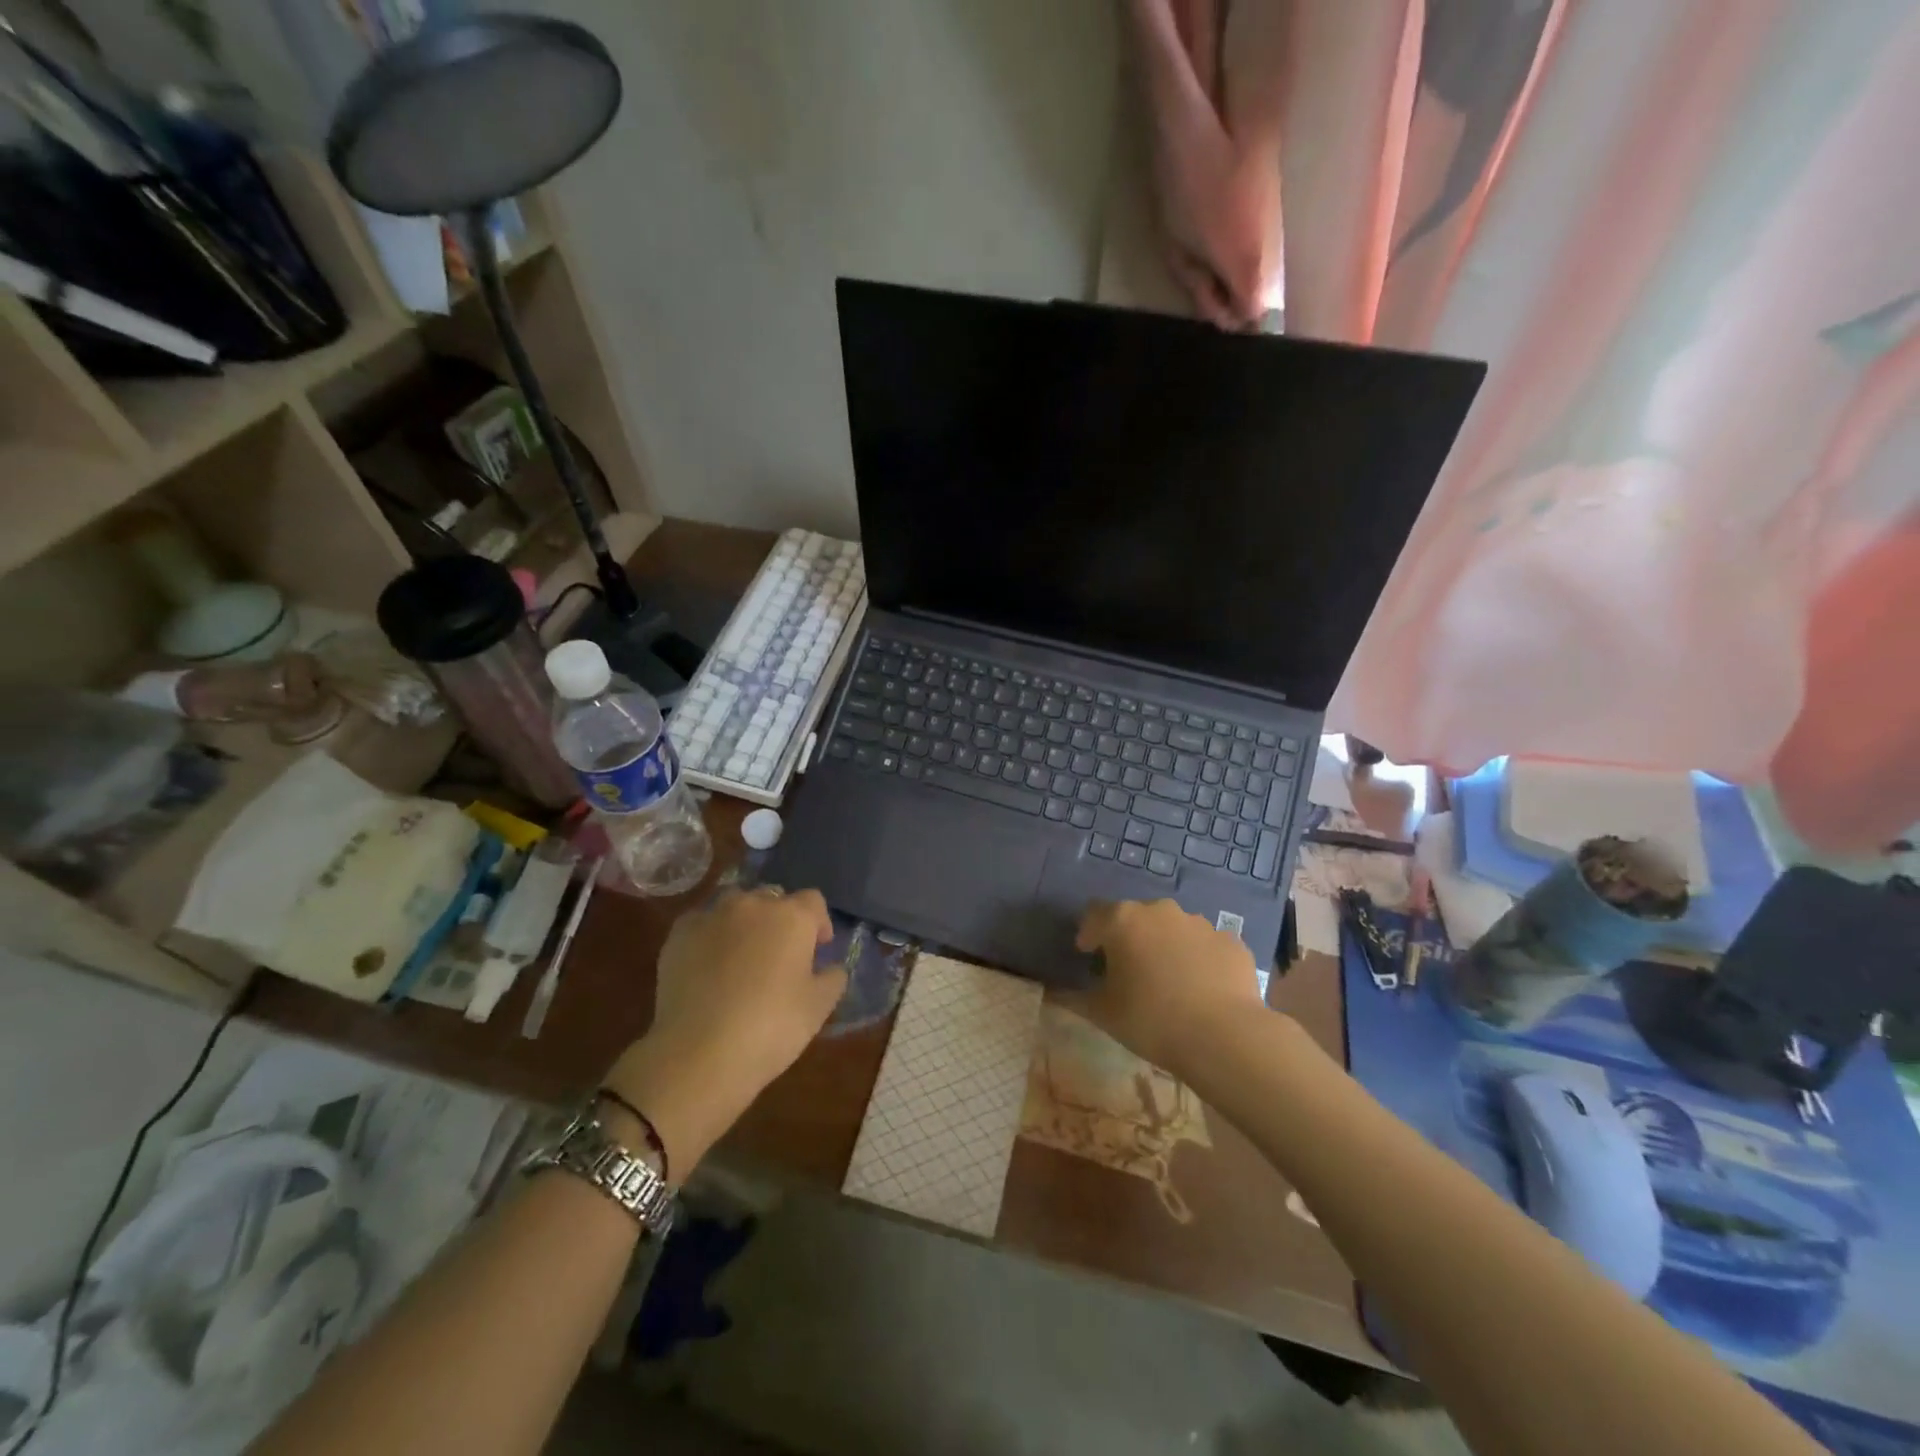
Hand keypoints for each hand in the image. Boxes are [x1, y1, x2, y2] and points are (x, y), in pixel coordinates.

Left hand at [604, 888, 845, 1174]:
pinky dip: (709, 936)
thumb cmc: (771, 1027)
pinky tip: (707, 965)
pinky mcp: (679, 935)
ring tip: (741, 956)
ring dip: (744, 922)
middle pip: (773, 898)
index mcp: (793, 917)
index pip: (814, 901)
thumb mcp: (819, 1008)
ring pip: (735, 905)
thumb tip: (831, 968)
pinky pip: (701, 923)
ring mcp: (712, 916)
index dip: (818, 923)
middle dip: (780, 919)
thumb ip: (832, 978)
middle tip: (779, 955)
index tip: (817, 949)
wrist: (699, 1053)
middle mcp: (753, 905)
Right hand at [1062, 898, 1266, 1076]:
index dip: (1088, 935)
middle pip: (1135, 918)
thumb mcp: (1102, 1013)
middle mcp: (1160, 911)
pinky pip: (1205, 946)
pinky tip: (1201, 988)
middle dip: (1129, 938)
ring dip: (1165, 946)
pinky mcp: (1231, 941)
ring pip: (1173, 929)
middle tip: (1128, 971)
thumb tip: (1054, 992)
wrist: (1224, 1036)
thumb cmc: (1151, 1020)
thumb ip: (1074, 997)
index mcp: (1123, 920)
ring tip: (1168, 981)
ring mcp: (1200, 923)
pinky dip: (1199, 959)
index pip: (1094, 915)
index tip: (1088, 957)